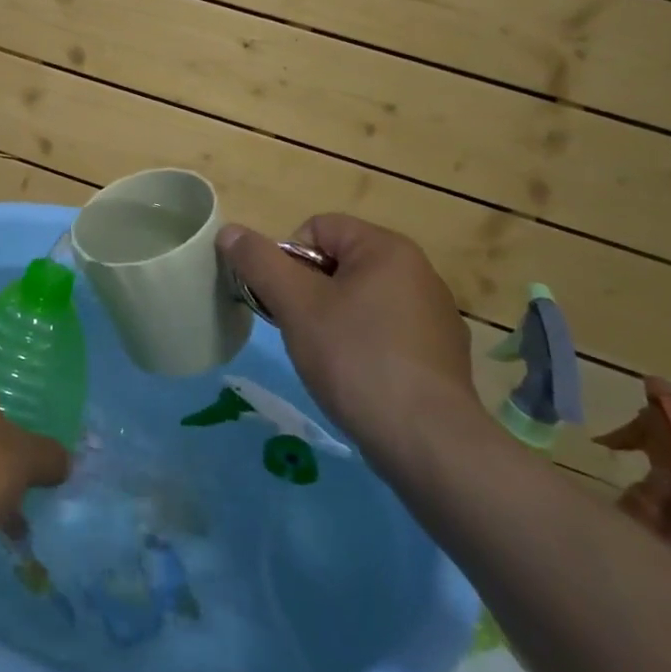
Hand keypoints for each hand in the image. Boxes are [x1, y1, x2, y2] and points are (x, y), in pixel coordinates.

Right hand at [217, 214, 480, 467]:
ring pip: (360, 299)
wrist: (429, 443)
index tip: (285, 302)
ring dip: (333, 319)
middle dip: (308, 292)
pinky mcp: (440, 355)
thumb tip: (229, 231)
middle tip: (299, 330)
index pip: (317, 228)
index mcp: (387, 248)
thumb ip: (259, 262)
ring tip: (327, 358)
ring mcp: (434, 315)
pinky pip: (385, 332)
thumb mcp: (295, 305)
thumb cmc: (356, 359)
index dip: (287, 259)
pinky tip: (358, 379)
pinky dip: (363, 346)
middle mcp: (418, 271)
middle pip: (338, 263)